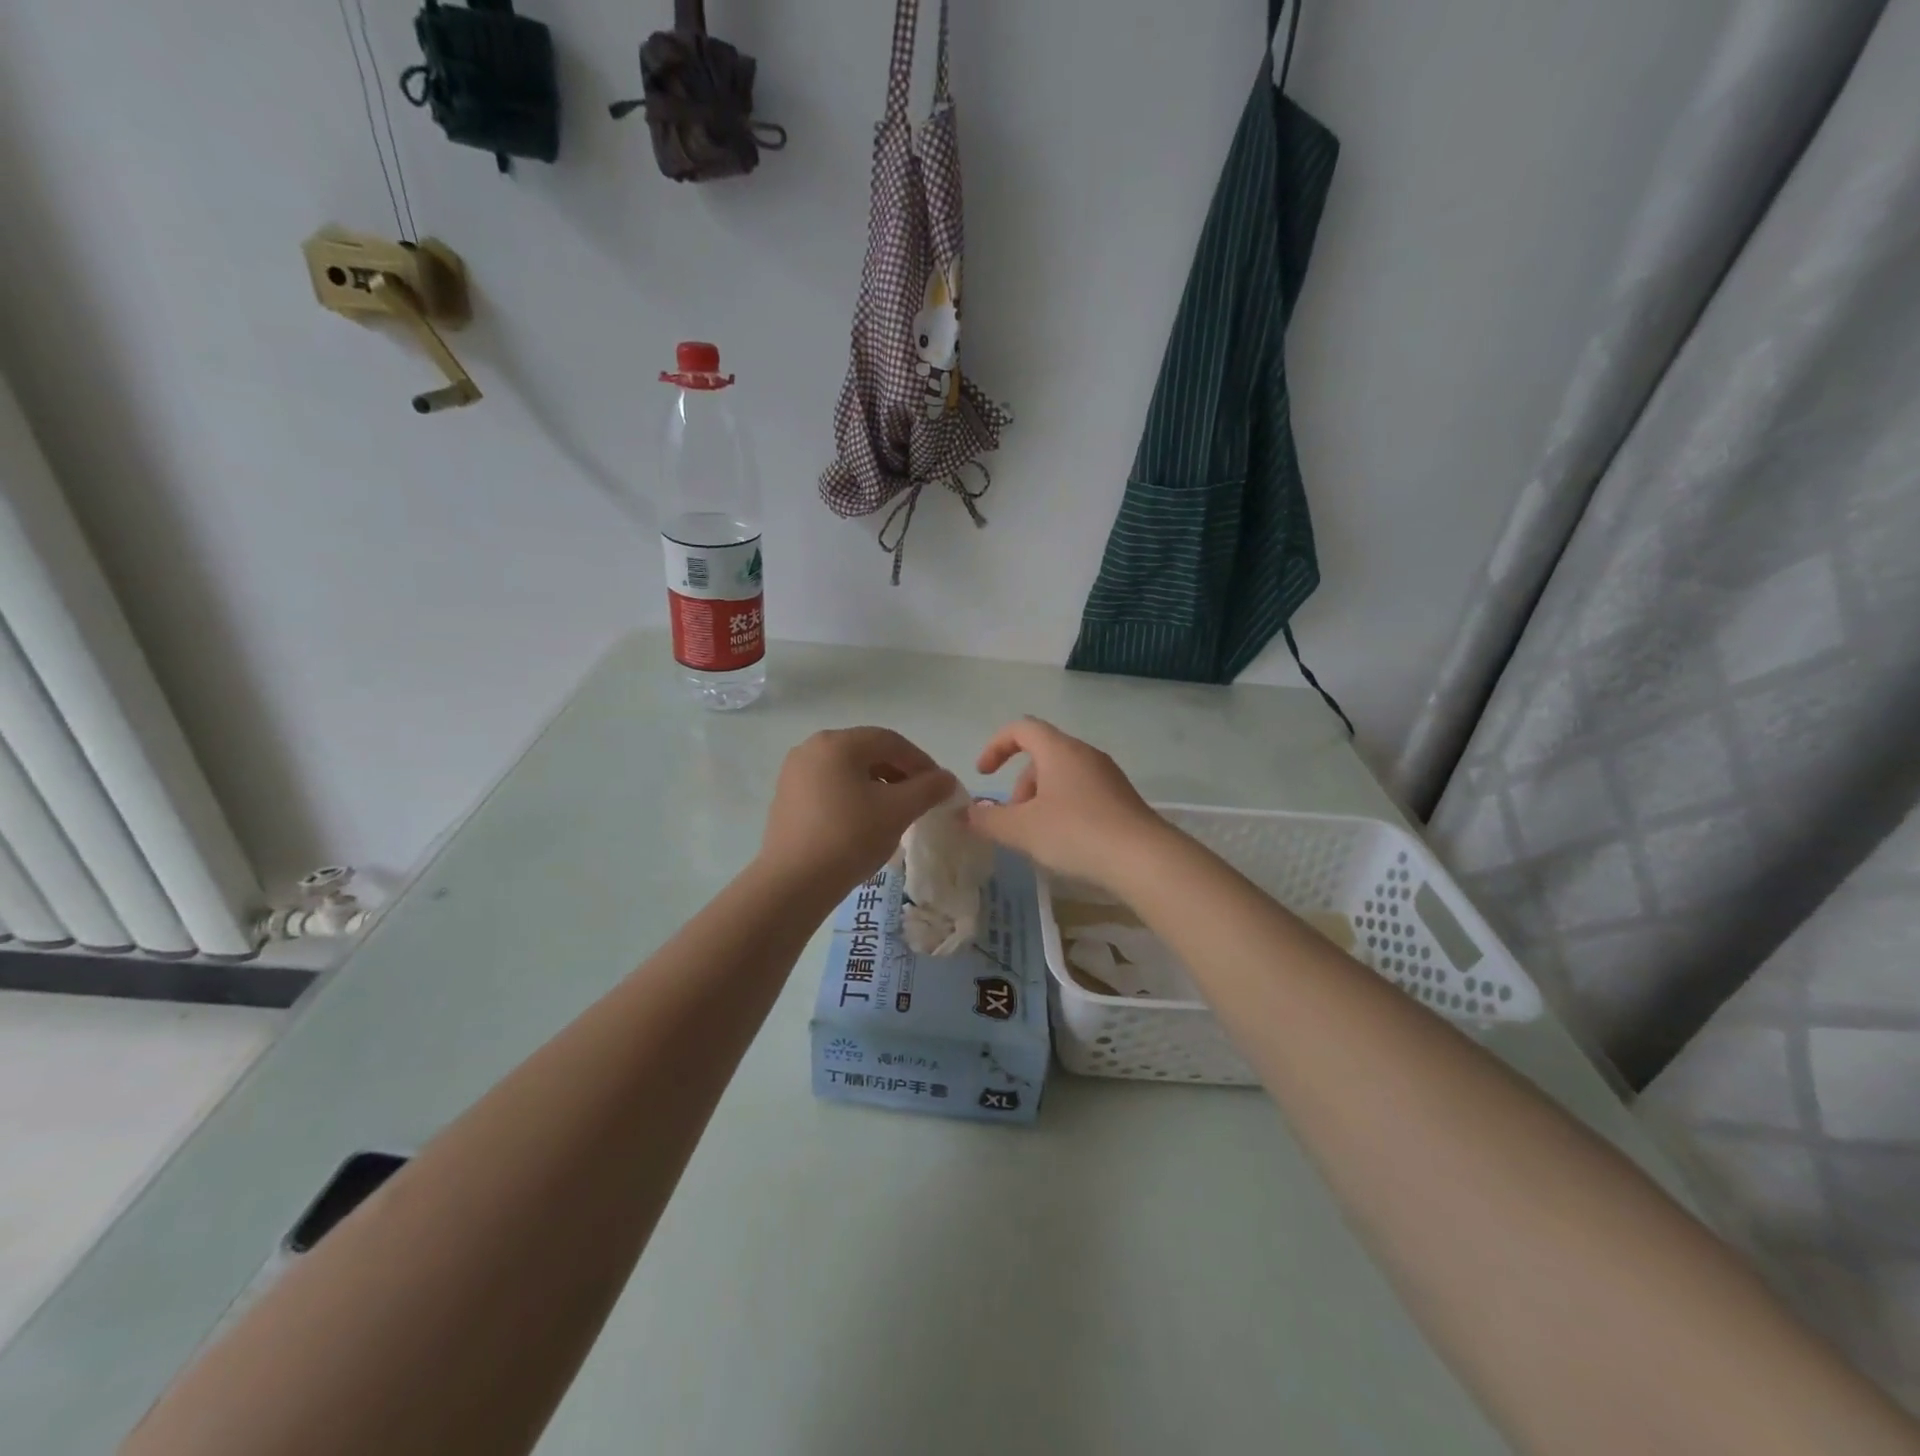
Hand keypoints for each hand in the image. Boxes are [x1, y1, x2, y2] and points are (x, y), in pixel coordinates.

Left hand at [758, 728, 957, 897]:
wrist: (793, 883)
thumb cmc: (849, 837)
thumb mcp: (898, 811)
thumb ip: (928, 789)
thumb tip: (946, 779)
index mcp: (837, 743)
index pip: (890, 741)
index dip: (921, 762)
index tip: (940, 787)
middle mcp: (812, 748)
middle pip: (867, 752)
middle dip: (899, 773)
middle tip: (920, 799)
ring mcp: (794, 773)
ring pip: (848, 770)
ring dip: (878, 785)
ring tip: (895, 812)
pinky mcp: (787, 797)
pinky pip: (830, 786)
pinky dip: (854, 796)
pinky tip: (865, 821)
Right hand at [966, 718, 1168, 889]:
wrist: (1143, 858)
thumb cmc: (1076, 833)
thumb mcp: (1022, 829)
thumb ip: (988, 819)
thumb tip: (966, 813)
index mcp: (1059, 750)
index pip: (1021, 728)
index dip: (996, 746)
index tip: (984, 774)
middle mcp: (1085, 754)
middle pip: (1042, 755)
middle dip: (1020, 785)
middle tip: (1013, 819)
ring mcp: (1107, 776)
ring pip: (1062, 776)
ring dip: (1041, 799)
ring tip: (1037, 836)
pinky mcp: (1122, 799)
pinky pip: (1083, 792)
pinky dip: (1064, 808)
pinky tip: (1065, 842)